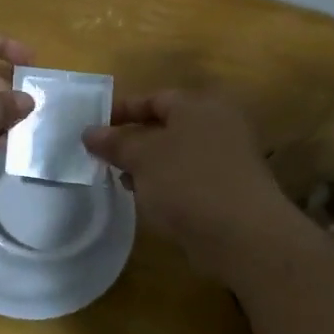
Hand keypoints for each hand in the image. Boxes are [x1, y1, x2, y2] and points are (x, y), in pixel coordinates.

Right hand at [82, 92, 298, 274]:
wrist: (243, 235)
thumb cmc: (187, 182)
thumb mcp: (142, 157)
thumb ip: (115, 142)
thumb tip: (90, 132)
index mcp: (199, 106)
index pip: (154, 98)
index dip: (122, 111)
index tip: (93, 128)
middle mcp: (218, 126)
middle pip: (166, 126)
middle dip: (133, 141)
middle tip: (103, 157)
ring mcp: (227, 159)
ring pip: (176, 154)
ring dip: (148, 166)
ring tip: (121, 181)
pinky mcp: (229, 190)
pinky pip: (188, 179)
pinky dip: (166, 185)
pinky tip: (148, 200)